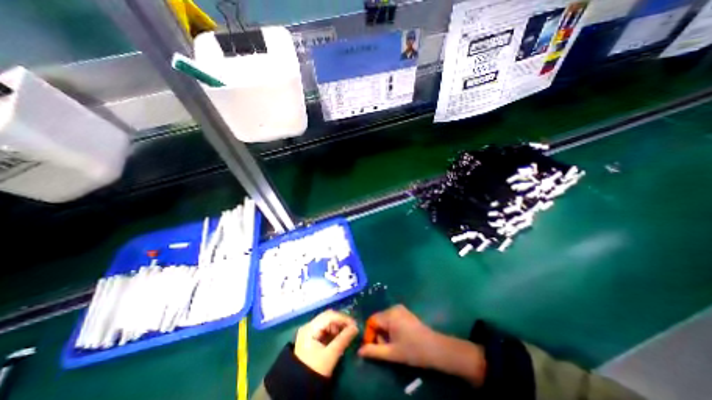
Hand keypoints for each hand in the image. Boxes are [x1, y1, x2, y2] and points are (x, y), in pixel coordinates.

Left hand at [294, 310, 362, 377]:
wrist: (300, 388)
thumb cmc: (315, 370)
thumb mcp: (331, 355)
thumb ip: (344, 339)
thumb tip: (356, 327)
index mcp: (310, 328)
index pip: (329, 316)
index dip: (343, 318)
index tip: (355, 324)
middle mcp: (309, 326)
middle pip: (328, 317)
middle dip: (341, 322)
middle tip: (352, 328)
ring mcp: (309, 331)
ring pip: (327, 322)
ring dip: (338, 326)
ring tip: (347, 333)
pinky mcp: (312, 338)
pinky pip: (325, 329)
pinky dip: (333, 331)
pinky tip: (340, 337)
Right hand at [356, 307, 439, 368]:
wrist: (434, 348)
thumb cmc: (412, 350)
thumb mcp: (391, 353)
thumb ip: (374, 351)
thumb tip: (359, 351)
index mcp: (389, 314)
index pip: (372, 321)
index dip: (370, 334)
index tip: (374, 347)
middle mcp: (393, 308)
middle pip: (378, 320)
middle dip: (378, 334)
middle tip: (385, 348)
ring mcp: (400, 309)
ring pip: (384, 320)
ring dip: (385, 332)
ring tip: (393, 345)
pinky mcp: (405, 312)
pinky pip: (391, 318)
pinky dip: (391, 328)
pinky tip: (398, 339)